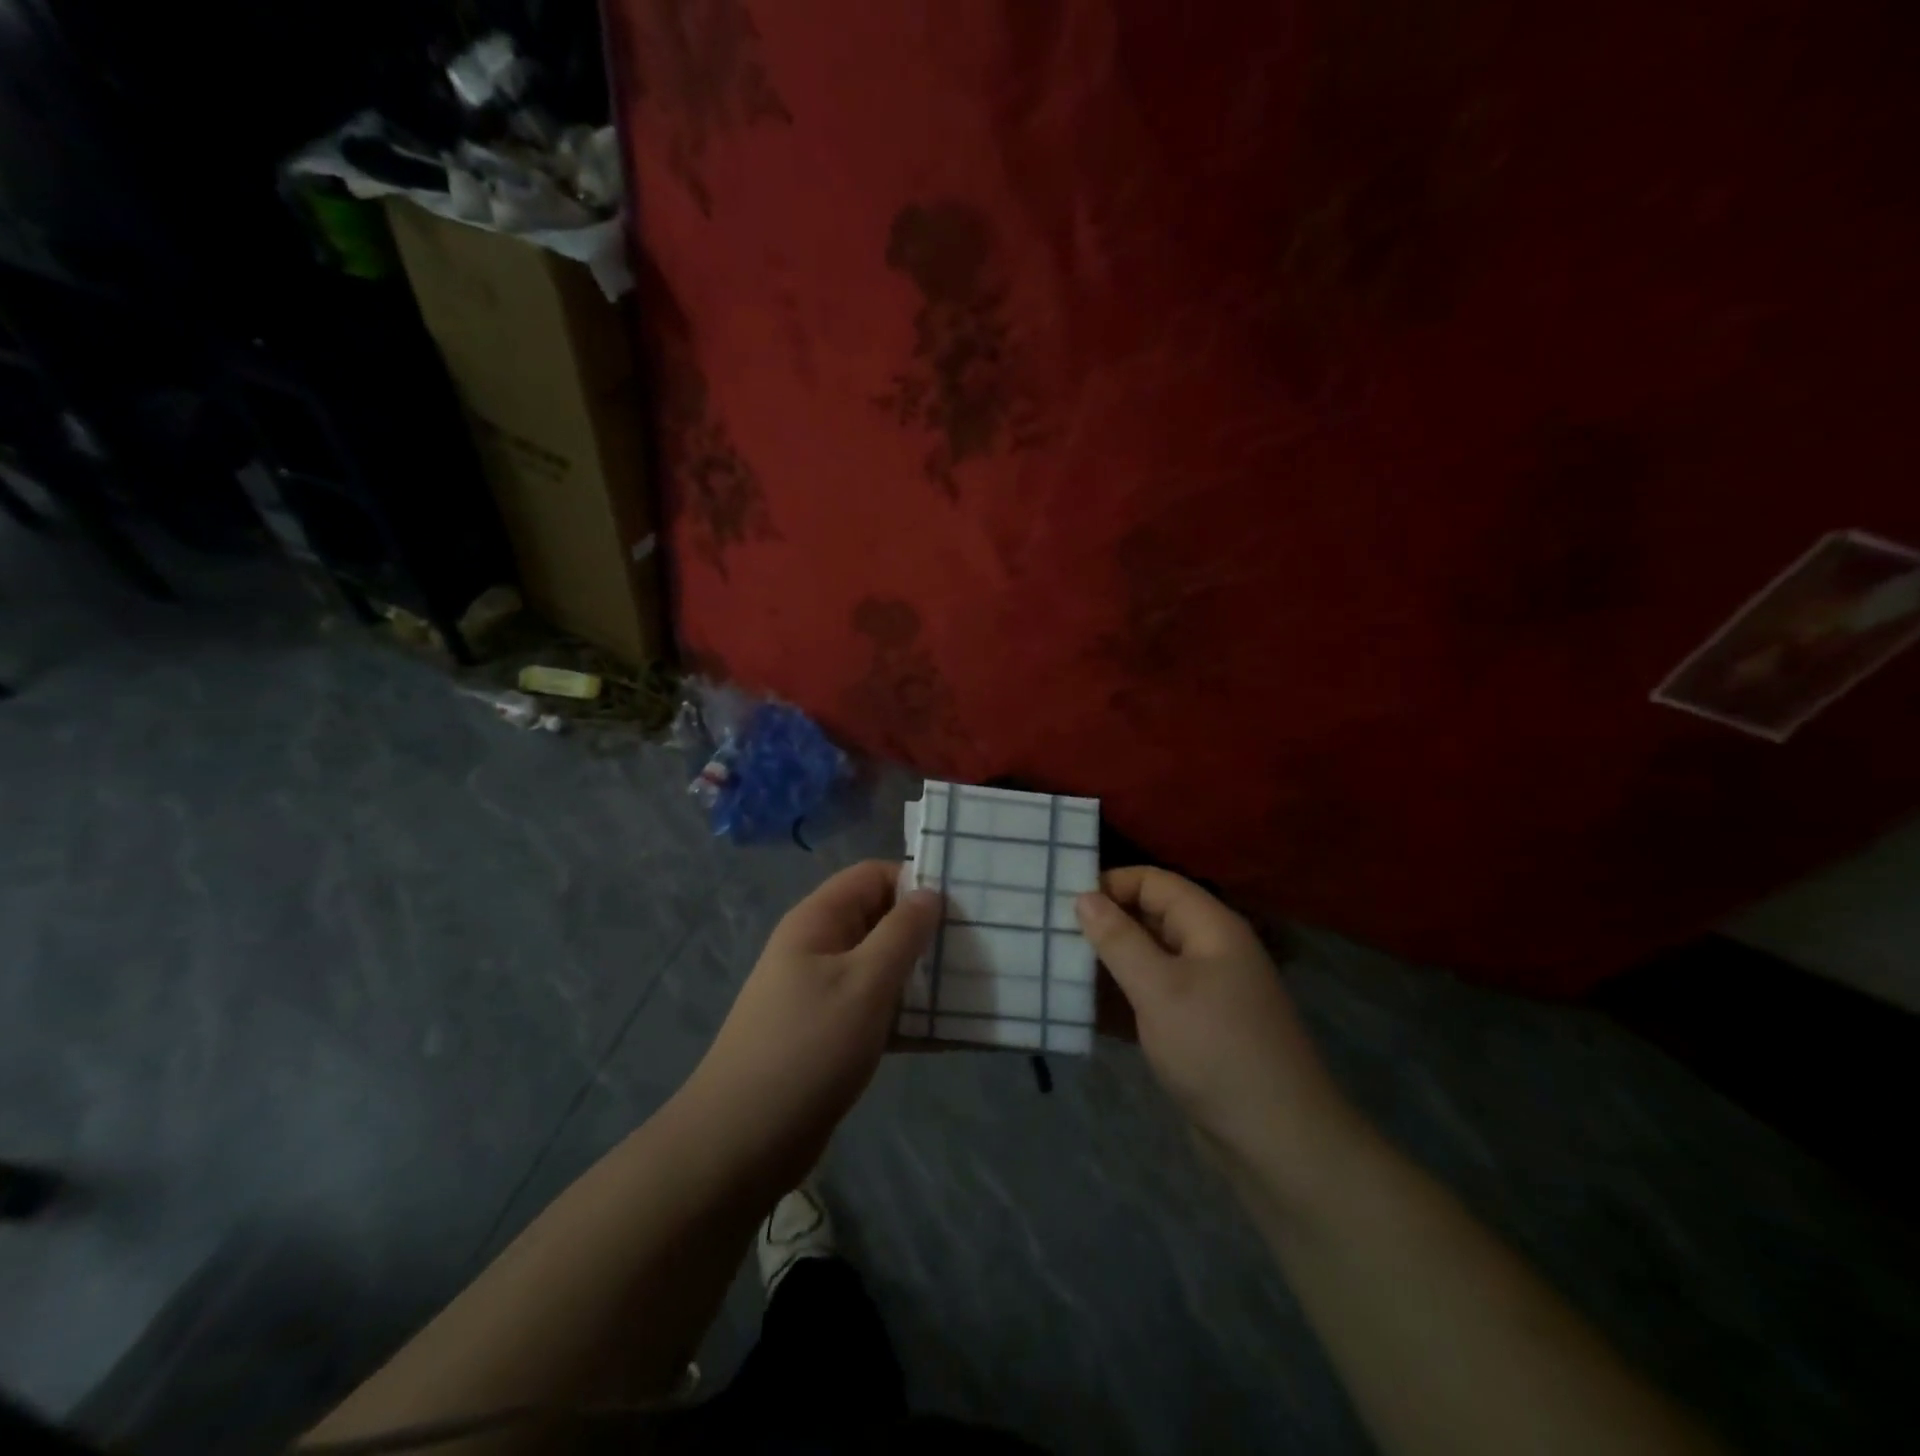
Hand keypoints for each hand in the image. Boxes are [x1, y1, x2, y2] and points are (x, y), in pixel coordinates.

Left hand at [680, 862, 940, 1198]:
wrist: (743, 1141)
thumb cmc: (808, 1048)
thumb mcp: (864, 983)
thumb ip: (902, 933)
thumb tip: (930, 892)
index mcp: (818, 920)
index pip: (872, 876)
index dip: (915, 881)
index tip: (963, 904)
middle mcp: (818, 947)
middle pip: (879, 919)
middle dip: (924, 930)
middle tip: (976, 946)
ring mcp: (822, 991)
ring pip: (881, 966)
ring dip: (921, 975)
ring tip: (971, 986)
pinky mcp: (830, 1032)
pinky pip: (876, 1007)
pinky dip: (907, 1014)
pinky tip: (948, 1033)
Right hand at [1076, 868, 1352, 1174]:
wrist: (1277, 1144)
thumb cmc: (1216, 1049)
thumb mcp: (1160, 989)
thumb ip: (1119, 940)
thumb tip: (1084, 897)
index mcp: (1210, 927)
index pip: (1153, 882)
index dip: (1110, 884)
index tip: (1061, 901)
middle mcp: (1207, 951)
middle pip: (1147, 919)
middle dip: (1102, 925)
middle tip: (1049, 935)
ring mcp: (1201, 992)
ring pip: (1144, 961)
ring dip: (1105, 965)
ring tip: (1055, 968)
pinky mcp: (1192, 1029)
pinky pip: (1148, 999)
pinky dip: (1118, 1000)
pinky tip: (1080, 1009)